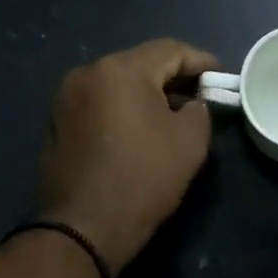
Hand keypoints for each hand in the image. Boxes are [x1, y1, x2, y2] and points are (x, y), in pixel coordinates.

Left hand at [39, 39, 219, 275]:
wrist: (84, 227)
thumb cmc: (143, 178)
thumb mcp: (190, 142)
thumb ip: (199, 111)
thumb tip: (191, 105)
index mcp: (120, 69)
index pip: (169, 50)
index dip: (200, 62)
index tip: (221, 78)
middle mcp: (86, 73)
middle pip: (139, 65)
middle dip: (172, 78)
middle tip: (199, 98)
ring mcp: (65, 99)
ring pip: (116, 85)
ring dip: (145, 95)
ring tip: (170, 116)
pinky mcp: (56, 124)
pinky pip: (98, 105)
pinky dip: (120, 111)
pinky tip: (137, 133)